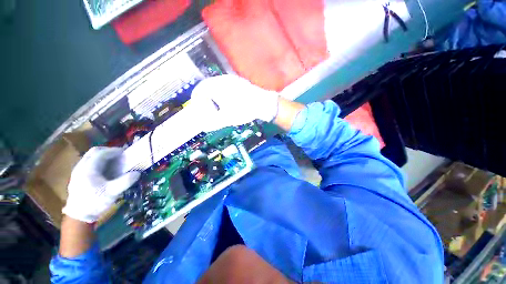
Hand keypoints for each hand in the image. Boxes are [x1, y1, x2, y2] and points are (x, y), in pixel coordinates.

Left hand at [62, 147, 139, 222]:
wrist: (78, 216)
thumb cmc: (95, 202)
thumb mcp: (112, 192)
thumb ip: (125, 181)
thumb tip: (138, 173)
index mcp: (89, 168)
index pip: (101, 153)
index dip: (114, 151)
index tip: (125, 152)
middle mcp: (81, 167)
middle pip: (94, 152)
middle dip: (108, 151)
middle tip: (119, 155)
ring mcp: (78, 171)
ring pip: (90, 157)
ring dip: (102, 156)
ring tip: (113, 161)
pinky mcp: (78, 177)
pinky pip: (88, 163)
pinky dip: (98, 162)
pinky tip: (104, 170)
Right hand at [190, 75, 279, 131]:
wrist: (263, 103)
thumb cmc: (244, 110)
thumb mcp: (227, 118)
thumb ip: (214, 123)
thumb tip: (204, 127)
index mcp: (218, 86)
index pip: (200, 89)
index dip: (196, 98)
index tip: (196, 106)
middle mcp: (223, 80)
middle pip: (207, 86)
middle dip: (205, 98)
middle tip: (206, 107)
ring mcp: (232, 80)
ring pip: (216, 85)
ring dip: (213, 95)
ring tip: (216, 105)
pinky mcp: (239, 82)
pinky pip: (225, 85)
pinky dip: (221, 93)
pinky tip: (227, 101)